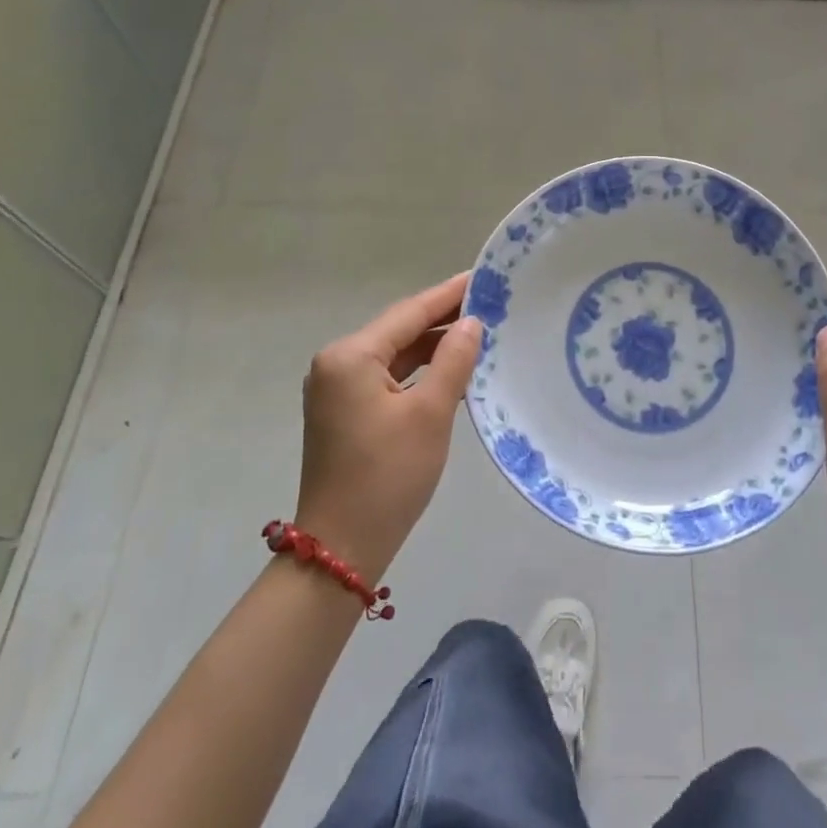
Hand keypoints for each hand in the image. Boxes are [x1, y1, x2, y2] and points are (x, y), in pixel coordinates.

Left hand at [294, 274, 483, 580]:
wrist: (341, 551)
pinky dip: (418, 371)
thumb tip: (471, 322)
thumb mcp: (430, 413)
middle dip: (442, 319)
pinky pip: (387, 376)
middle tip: (490, 303)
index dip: (449, 294)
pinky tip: (450, 368)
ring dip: (432, 346)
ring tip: (478, 331)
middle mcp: (336, 364)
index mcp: (350, 356)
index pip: (409, 313)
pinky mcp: (343, 411)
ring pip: (394, 354)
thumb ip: (453, 360)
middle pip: (399, 330)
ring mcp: (336, 389)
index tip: (483, 275)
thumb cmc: (387, 477)